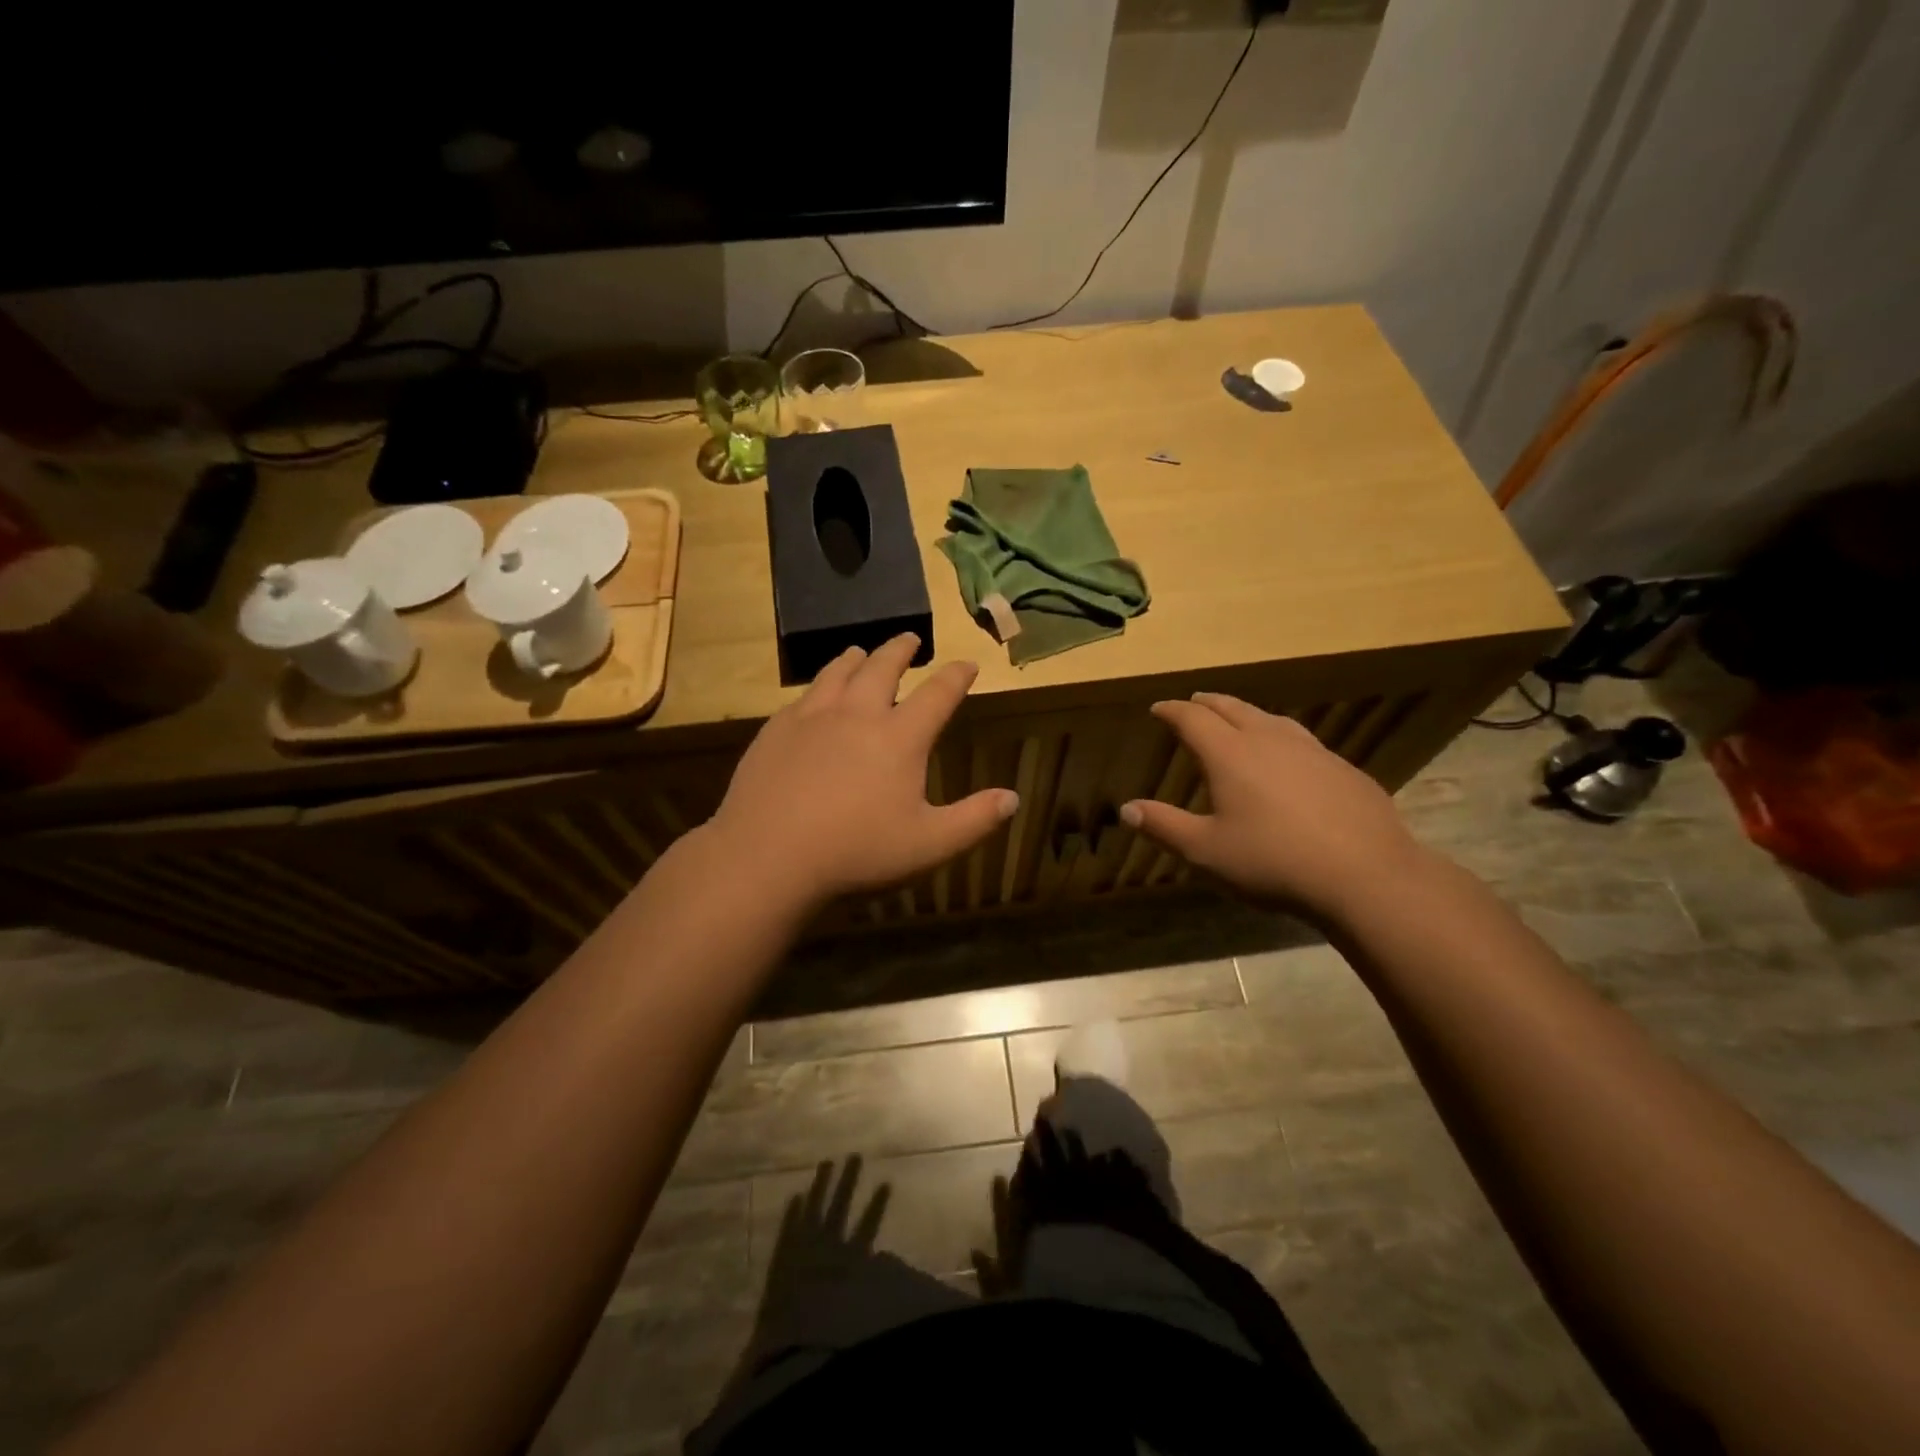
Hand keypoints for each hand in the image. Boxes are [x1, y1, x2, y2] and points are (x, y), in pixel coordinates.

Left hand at [703, 634, 1017, 910]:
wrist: (768, 855)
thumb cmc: (857, 851)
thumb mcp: (929, 845)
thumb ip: (975, 820)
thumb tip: (1013, 798)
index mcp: (899, 737)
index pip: (938, 694)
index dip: (957, 676)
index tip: (967, 663)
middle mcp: (857, 714)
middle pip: (883, 668)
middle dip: (901, 650)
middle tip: (910, 639)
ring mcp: (812, 718)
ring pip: (838, 673)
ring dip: (856, 659)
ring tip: (860, 653)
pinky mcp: (776, 731)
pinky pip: (803, 696)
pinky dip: (819, 686)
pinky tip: (815, 697)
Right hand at [1121, 692, 1432, 924]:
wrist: (1365, 875)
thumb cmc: (1273, 861)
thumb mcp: (1206, 851)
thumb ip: (1164, 826)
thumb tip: (1127, 809)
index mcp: (1230, 754)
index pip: (1193, 719)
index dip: (1172, 711)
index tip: (1158, 708)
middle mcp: (1269, 740)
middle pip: (1232, 709)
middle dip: (1207, 704)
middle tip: (1193, 703)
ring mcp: (1311, 751)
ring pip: (1270, 719)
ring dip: (1246, 714)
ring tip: (1237, 719)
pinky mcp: (1342, 768)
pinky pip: (1301, 740)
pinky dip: (1280, 736)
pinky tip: (1287, 757)